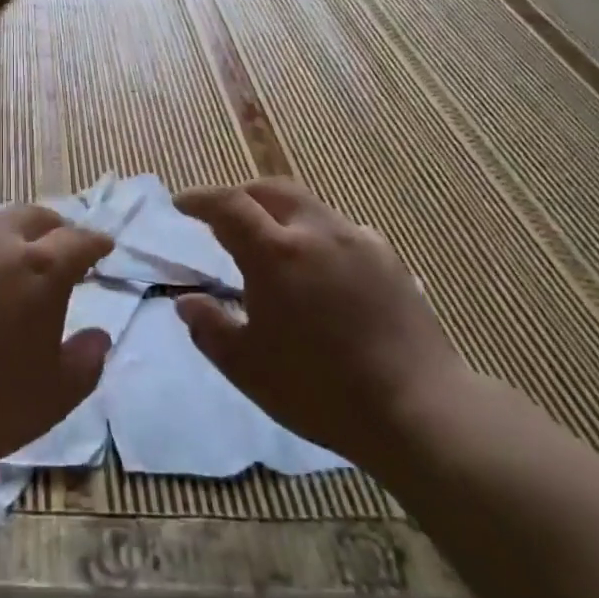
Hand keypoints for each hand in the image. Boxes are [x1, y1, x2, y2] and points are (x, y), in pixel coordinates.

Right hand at [173, 179, 466, 466]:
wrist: (417, 408)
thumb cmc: (319, 390)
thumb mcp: (246, 367)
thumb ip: (208, 328)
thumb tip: (188, 301)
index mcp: (276, 253)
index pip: (228, 205)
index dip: (200, 199)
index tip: (181, 204)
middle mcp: (318, 232)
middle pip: (271, 189)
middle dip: (240, 196)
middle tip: (222, 218)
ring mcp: (359, 241)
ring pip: (309, 206)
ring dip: (279, 214)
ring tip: (270, 245)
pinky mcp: (389, 259)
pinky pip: (341, 230)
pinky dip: (315, 235)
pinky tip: (318, 269)